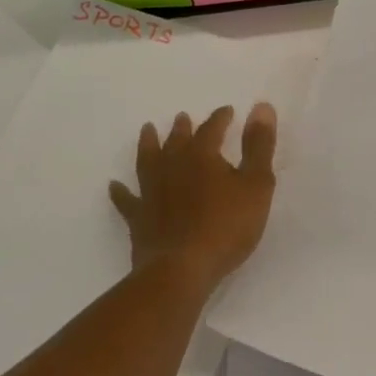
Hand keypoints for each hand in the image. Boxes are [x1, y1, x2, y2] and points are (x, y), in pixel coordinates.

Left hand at [109, 103, 277, 285]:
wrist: (182, 269)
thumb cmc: (227, 226)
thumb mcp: (256, 184)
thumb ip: (259, 145)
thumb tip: (261, 106)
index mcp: (202, 156)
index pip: (212, 129)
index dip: (220, 118)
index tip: (227, 111)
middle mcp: (172, 166)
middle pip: (176, 141)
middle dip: (182, 128)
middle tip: (182, 117)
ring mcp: (151, 192)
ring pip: (148, 160)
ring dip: (148, 144)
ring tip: (147, 130)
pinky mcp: (139, 218)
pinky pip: (127, 200)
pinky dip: (120, 192)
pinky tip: (114, 186)